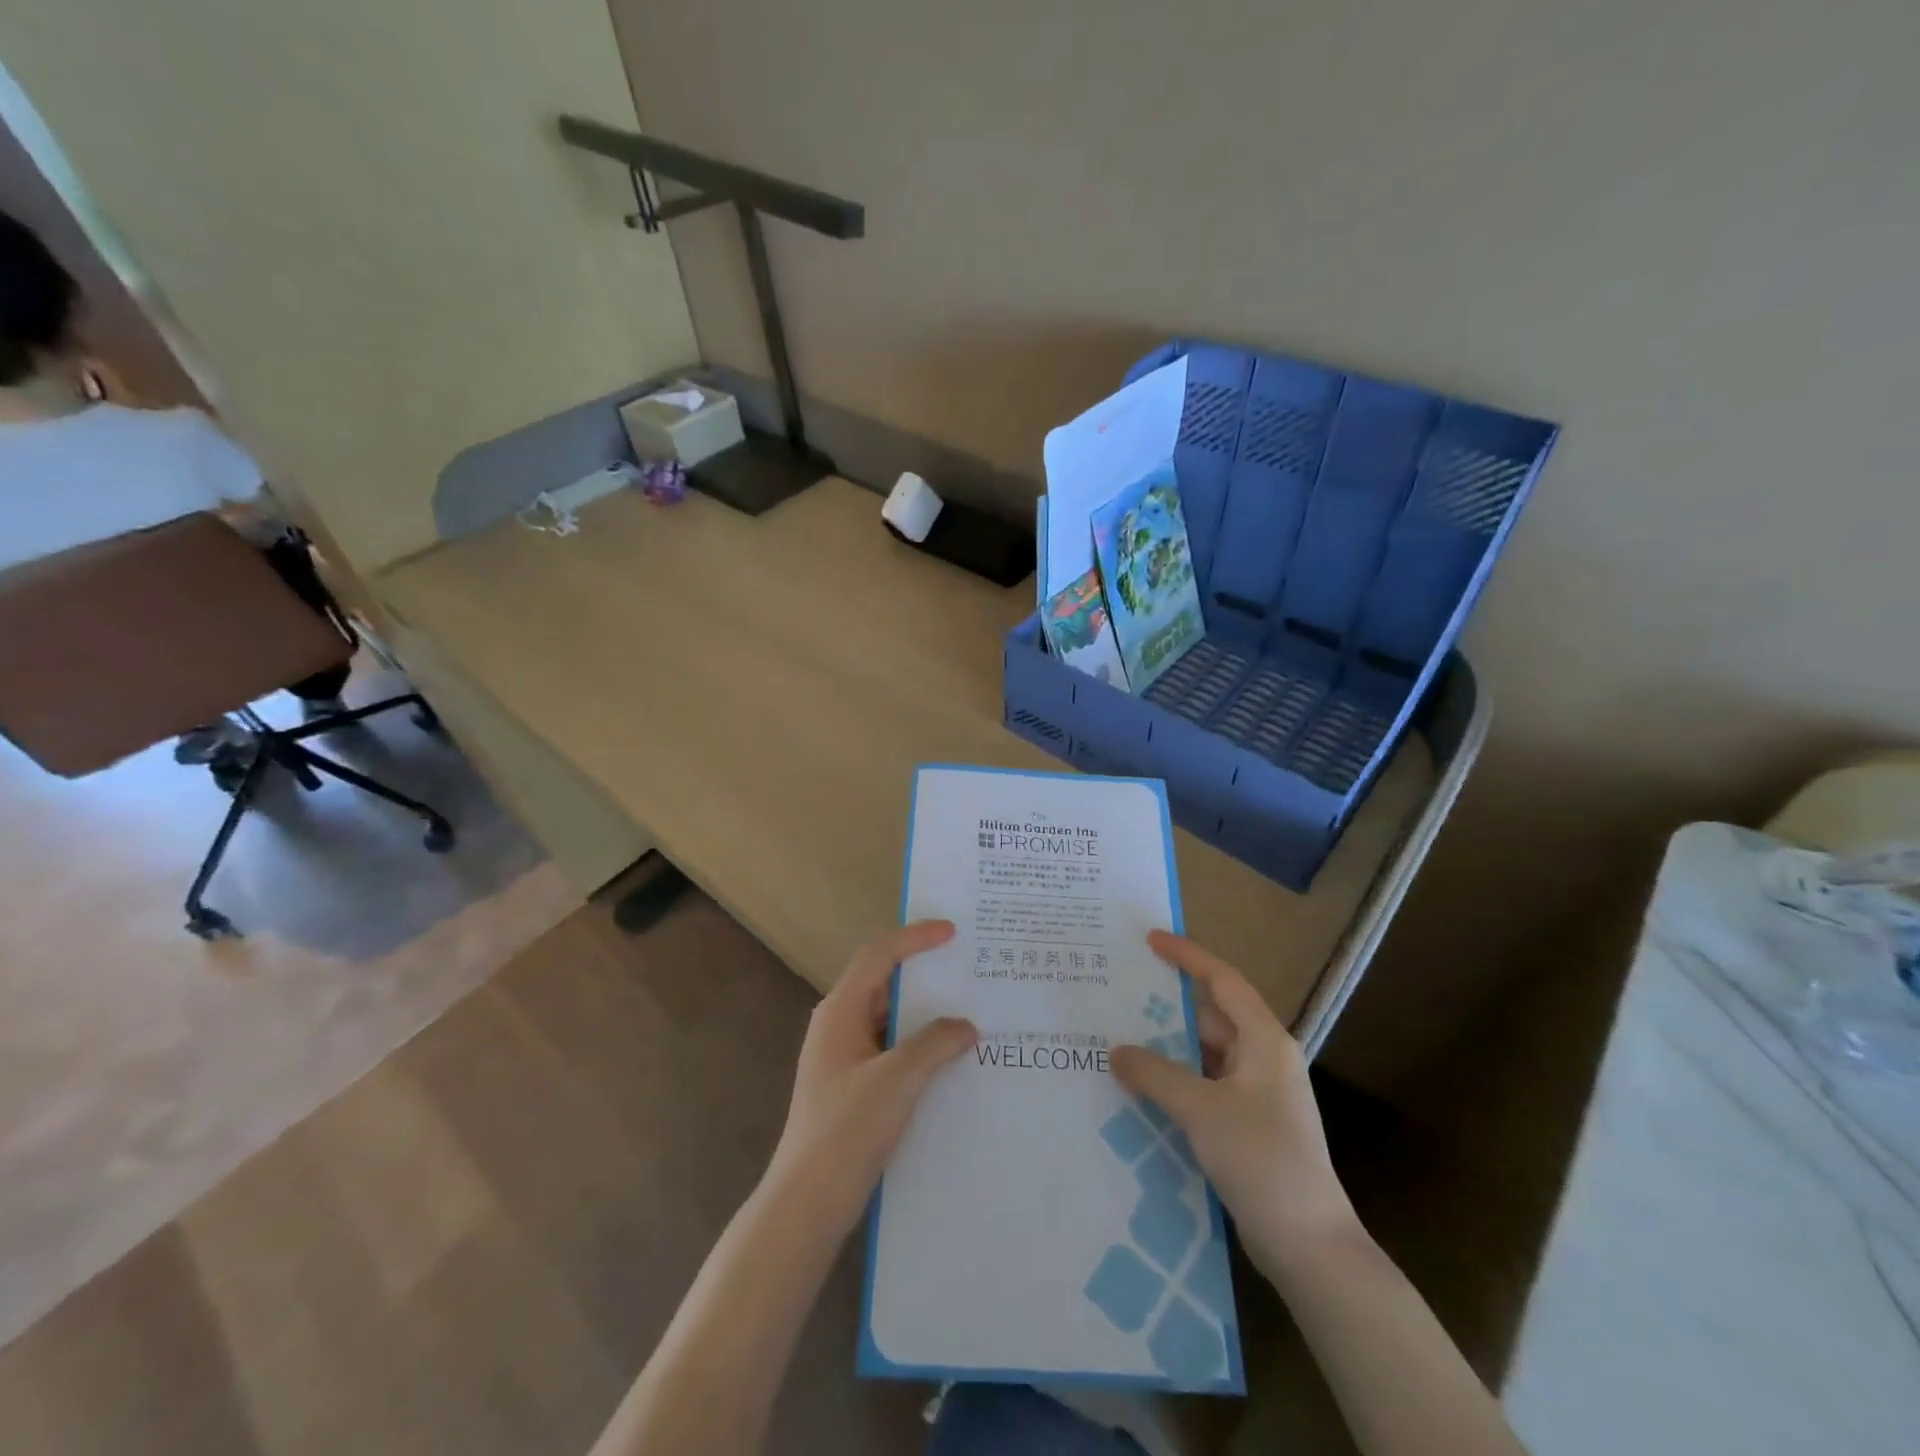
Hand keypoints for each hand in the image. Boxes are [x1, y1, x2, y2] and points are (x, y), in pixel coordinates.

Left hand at [764, 921, 976, 1238]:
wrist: (807, 1202)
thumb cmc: (847, 1129)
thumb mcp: (897, 1079)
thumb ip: (934, 1043)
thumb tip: (966, 1025)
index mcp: (840, 1010)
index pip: (879, 955)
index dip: (915, 938)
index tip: (951, 931)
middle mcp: (838, 1024)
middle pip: (882, 981)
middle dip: (922, 970)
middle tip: (963, 964)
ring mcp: (843, 1057)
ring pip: (888, 1017)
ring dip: (923, 1010)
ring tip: (965, 1007)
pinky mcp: (852, 1085)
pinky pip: (890, 1047)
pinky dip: (918, 1042)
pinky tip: (948, 1056)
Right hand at [1112, 931, 1360, 1277]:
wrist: (1310, 1245)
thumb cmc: (1262, 1159)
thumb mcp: (1201, 1109)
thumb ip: (1155, 1074)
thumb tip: (1117, 1051)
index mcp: (1264, 1040)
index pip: (1223, 981)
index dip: (1187, 956)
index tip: (1150, 940)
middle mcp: (1262, 1058)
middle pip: (1209, 1017)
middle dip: (1165, 1008)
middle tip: (1118, 995)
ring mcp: (1256, 1094)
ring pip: (1203, 1055)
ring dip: (1166, 1049)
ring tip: (1118, 1040)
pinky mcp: (1247, 1125)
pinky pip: (1203, 1087)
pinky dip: (1175, 1082)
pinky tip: (1140, 1089)